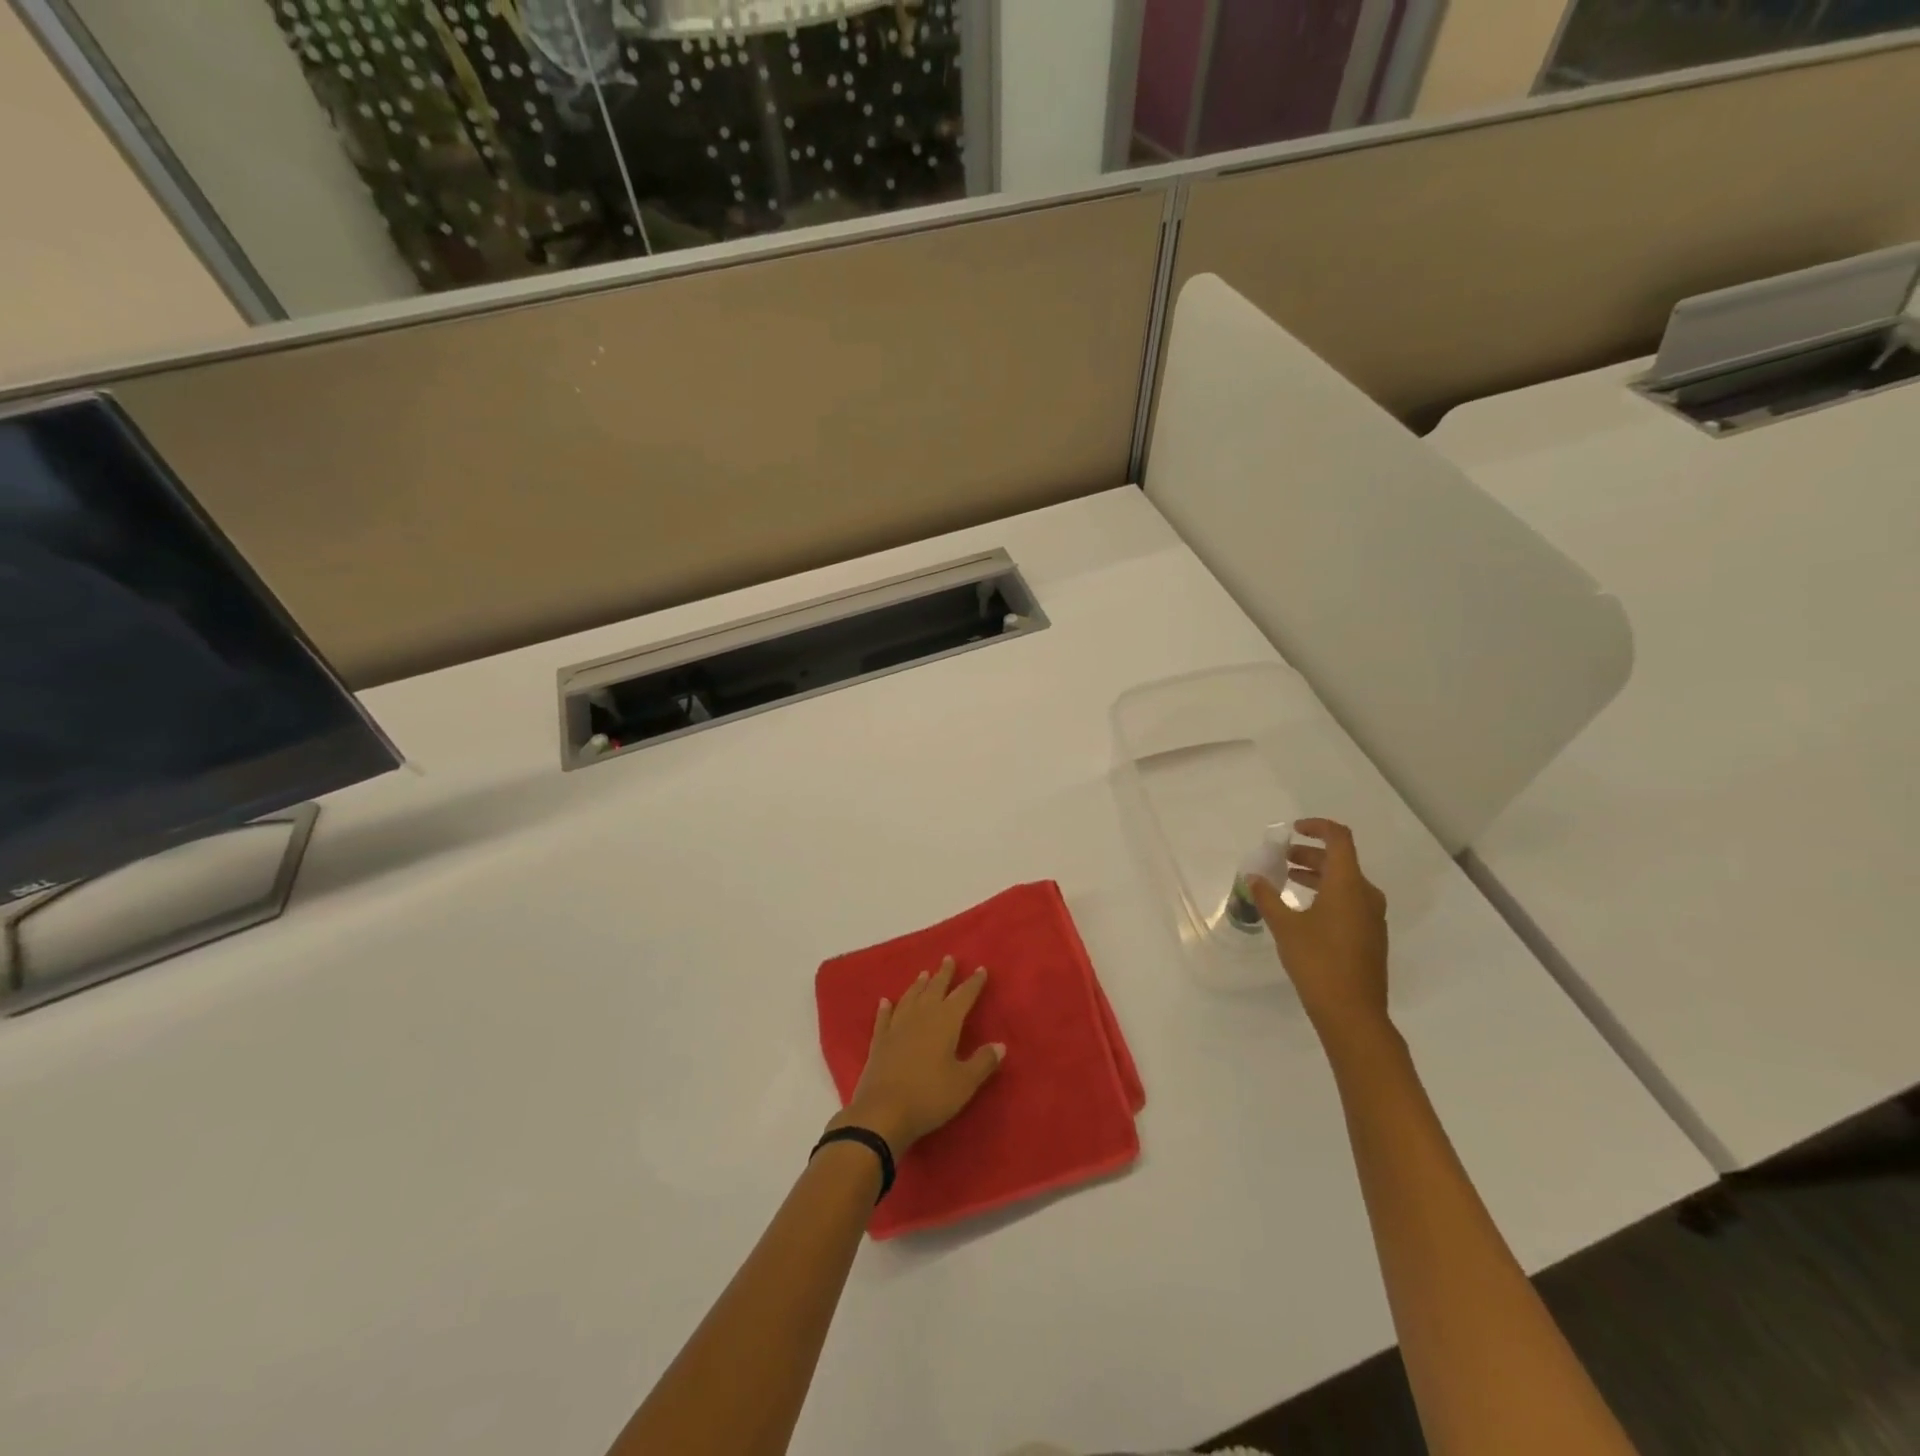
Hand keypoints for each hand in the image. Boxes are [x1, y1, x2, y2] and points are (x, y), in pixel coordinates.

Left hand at [830, 957, 1004, 1153]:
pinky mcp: (879, 1042)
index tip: (981, 969)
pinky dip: (886, 1008)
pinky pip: (884, 1018)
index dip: (973, 983)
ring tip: (924, 973)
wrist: (883, 1112)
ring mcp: (897, 1027)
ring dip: (918, 985)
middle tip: (948, 959)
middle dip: (944, 974)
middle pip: (935, 989)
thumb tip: (1000, 1044)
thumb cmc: (930, 1096)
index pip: (963, 996)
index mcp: (945, 1022)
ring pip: (910, 998)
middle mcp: (921, 1017)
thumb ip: (983, 1062)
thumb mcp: (964, 1083)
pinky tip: (885, 1002)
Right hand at [1249, 818, 1389, 1041]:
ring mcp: (1371, 917)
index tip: (1293, 830)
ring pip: (1344, 882)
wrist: (1352, 1013)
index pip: (1339, 839)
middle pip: (1340, 860)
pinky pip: (1348, 901)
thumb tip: (1254, 878)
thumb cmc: (1318, 962)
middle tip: (1280, 859)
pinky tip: (1303, 911)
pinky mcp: (1370, 936)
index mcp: (1348, 884)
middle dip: (1309, 855)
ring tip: (1287, 881)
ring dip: (1316, 875)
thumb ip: (1268, 898)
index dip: (1317, 828)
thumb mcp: (1285, 927)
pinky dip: (1326, 894)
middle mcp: (1366, 894)